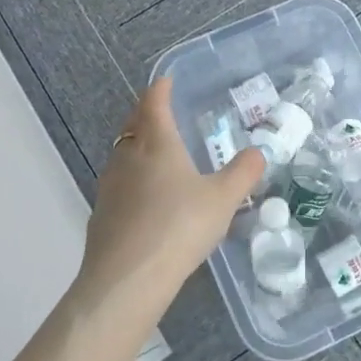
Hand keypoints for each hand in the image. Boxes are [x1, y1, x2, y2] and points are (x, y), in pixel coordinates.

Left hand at [76, 78, 264, 319]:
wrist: (127, 279)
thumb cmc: (179, 226)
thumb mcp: (223, 200)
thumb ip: (243, 173)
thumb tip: (258, 152)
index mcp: (157, 143)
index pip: (154, 104)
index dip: (160, 89)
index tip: (165, 81)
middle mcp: (128, 157)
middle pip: (133, 125)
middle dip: (145, 114)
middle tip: (159, 112)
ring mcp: (110, 186)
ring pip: (122, 155)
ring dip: (136, 147)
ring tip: (155, 154)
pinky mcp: (101, 215)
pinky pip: (118, 185)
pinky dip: (132, 180)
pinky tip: (145, 198)